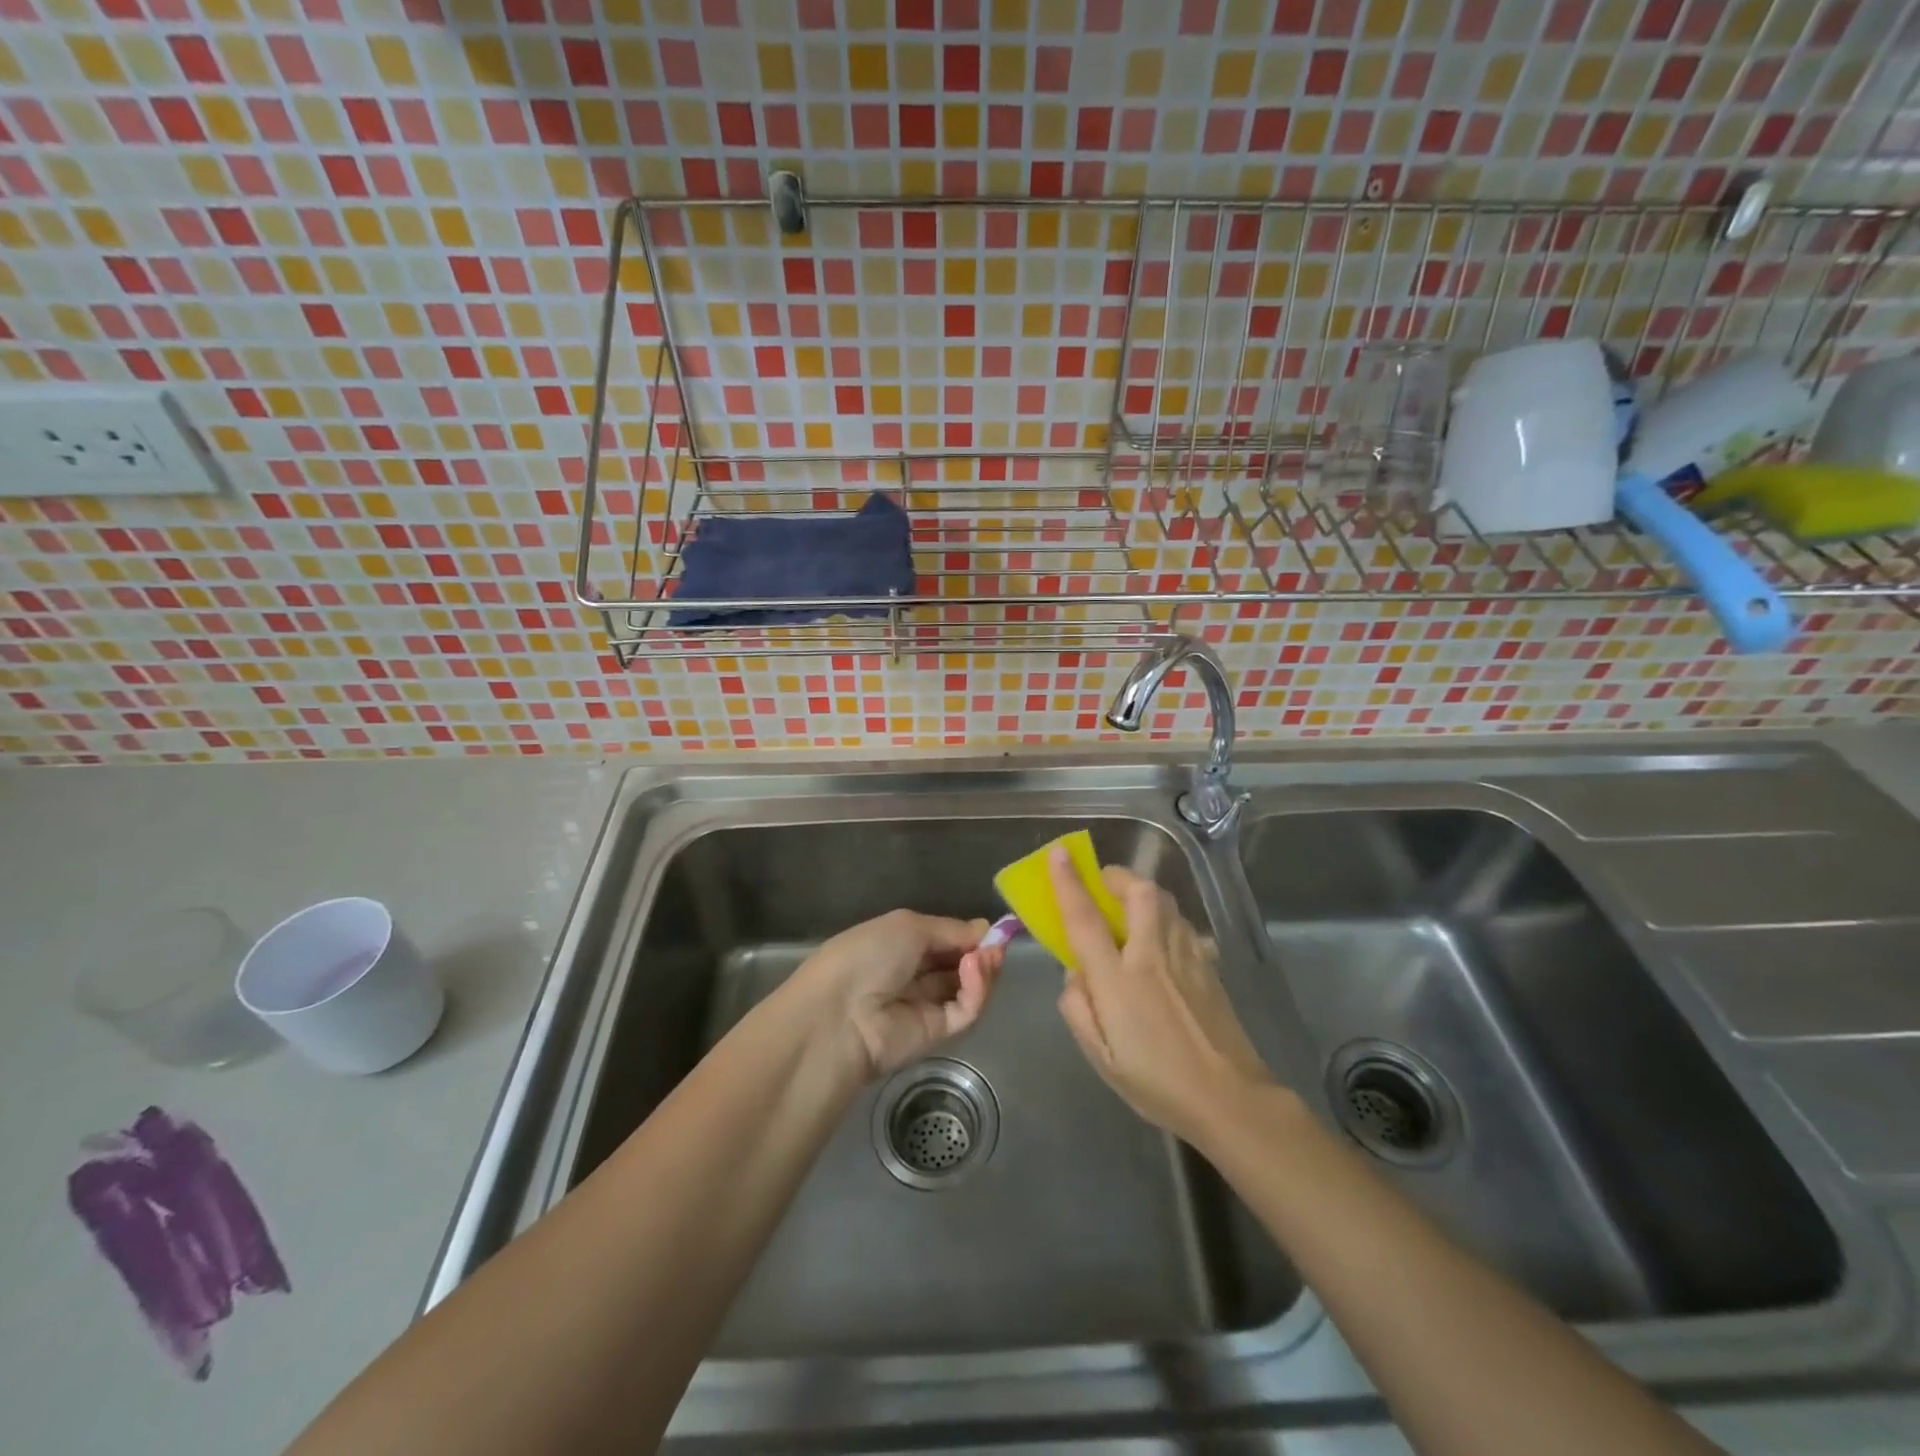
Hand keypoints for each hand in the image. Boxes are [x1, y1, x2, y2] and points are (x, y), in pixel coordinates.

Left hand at [791, 910, 1004, 1079]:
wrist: (840, 1013)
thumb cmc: (867, 955)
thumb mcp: (908, 926)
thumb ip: (950, 929)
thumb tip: (984, 930)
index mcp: (899, 946)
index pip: (944, 940)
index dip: (969, 935)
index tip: (993, 930)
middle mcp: (913, 975)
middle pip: (960, 964)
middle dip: (981, 951)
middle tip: (997, 945)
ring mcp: (926, 1006)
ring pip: (968, 988)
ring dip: (984, 969)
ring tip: (987, 957)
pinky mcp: (937, 1034)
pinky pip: (966, 1010)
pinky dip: (977, 990)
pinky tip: (974, 971)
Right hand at [1049, 847, 1271, 1141]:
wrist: (1229, 1098)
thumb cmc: (1156, 1082)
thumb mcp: (1100, 1056)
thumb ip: (1078, 1007)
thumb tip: (1075, 972)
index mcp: (1118, 981)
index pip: (1085, 919)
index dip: (1068, 882)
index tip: (1058, 854)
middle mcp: (1152, 956)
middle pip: (1138, 892)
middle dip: (1116, 877)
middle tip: (1101, 885)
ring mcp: (1186, 956)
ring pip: (1164, 901)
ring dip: (1141, 892)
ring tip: (1128, 909)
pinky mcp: (1208, 964)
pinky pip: (1182, 923)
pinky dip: (1165, 917)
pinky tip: (1160, 941)